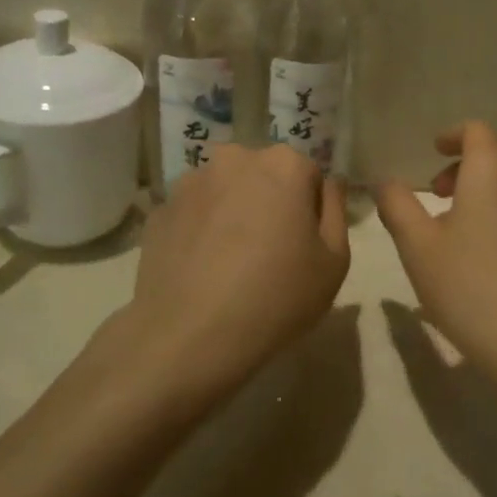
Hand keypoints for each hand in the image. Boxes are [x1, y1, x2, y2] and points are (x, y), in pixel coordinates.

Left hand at [119, 144, 350, 398]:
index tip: (305, 245)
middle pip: (264, 175)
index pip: (309, 174)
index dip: (311, 210)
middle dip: (270, 202)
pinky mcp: (159, 211)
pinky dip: (201, 231)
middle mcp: (235, 159)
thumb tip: (330, 184)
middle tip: (271, 253)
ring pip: (226, 191)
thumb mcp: (334, 262)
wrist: (190, 337)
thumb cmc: (277, 296)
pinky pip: (193, 214)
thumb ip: (337, 211)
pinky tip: (203, 270)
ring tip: (231, 264)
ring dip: (233, 213)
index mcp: (284, 164)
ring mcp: (191, 182)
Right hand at [376, 122, 496, 370]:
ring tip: (453, 224)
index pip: (478, 131)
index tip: (432, 151)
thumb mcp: (417, 244)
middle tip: (436, 192)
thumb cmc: (467, 284)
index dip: (453, 135)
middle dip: (465, 164)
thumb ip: (397, 205)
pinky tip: (479, 253)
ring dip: (483, 189)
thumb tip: (385, 182)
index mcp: (492, 174)